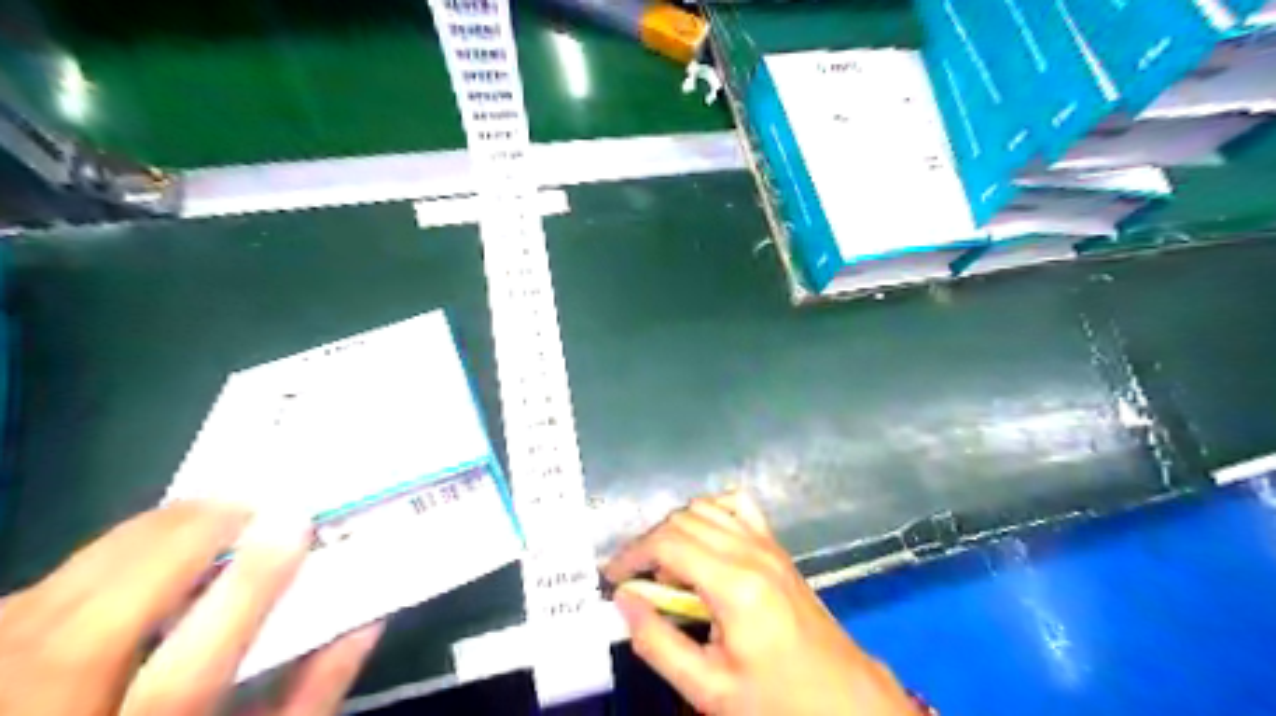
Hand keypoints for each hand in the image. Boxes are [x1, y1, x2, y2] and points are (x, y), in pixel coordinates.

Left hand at [0, 503, 380, 715]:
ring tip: (206, 514)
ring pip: (56, 599)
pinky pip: (35, 591)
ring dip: (141, 541)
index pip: (190, 675)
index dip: (245, 591)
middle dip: (180, 545)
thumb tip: (367, 620)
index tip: (295, 522)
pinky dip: (98, 559)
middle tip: (248, 501)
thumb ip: (311, 693)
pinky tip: (145, 552)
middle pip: (98, 629)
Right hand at [603, 493, 916, 715]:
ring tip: (665, 568)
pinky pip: (737, 506)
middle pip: (682, 520)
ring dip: (675, 529)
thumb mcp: (708, 689)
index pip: (668, 543)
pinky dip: (710, 512)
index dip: (632, 554)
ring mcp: (768, 544)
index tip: (611, 577)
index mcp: (735, 585)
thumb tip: (624, 600)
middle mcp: (751, 551)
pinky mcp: (777, 546)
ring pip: (705, 507)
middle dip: (648, 544)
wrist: (842, 699)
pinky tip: (702, 540)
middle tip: (635, 581)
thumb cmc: (776, 700)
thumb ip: (658, 643)